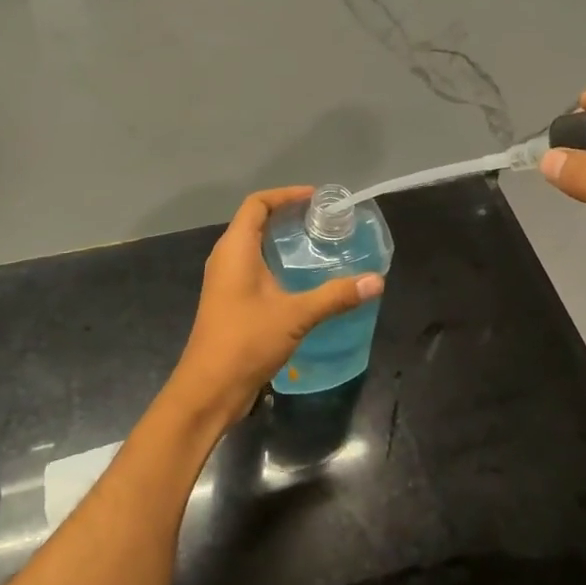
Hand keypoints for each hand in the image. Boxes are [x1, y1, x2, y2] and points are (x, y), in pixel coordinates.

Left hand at [165, 186, 384, 428]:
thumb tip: (376, 281)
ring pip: (251, 246)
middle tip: (320, 220)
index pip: (256, 204)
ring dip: (279, 240)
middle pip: (253, 221)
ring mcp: (224, 281)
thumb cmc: (246, 341)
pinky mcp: (228, 301)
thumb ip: (335, 296)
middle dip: (285, 214)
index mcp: (235, 249)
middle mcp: (225, 258)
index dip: (284, 195)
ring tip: (314, 244)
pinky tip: (298, 279)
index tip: (314, 199)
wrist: (209, 389)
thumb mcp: (296, 315)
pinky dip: (273, 261)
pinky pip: (251, 267)